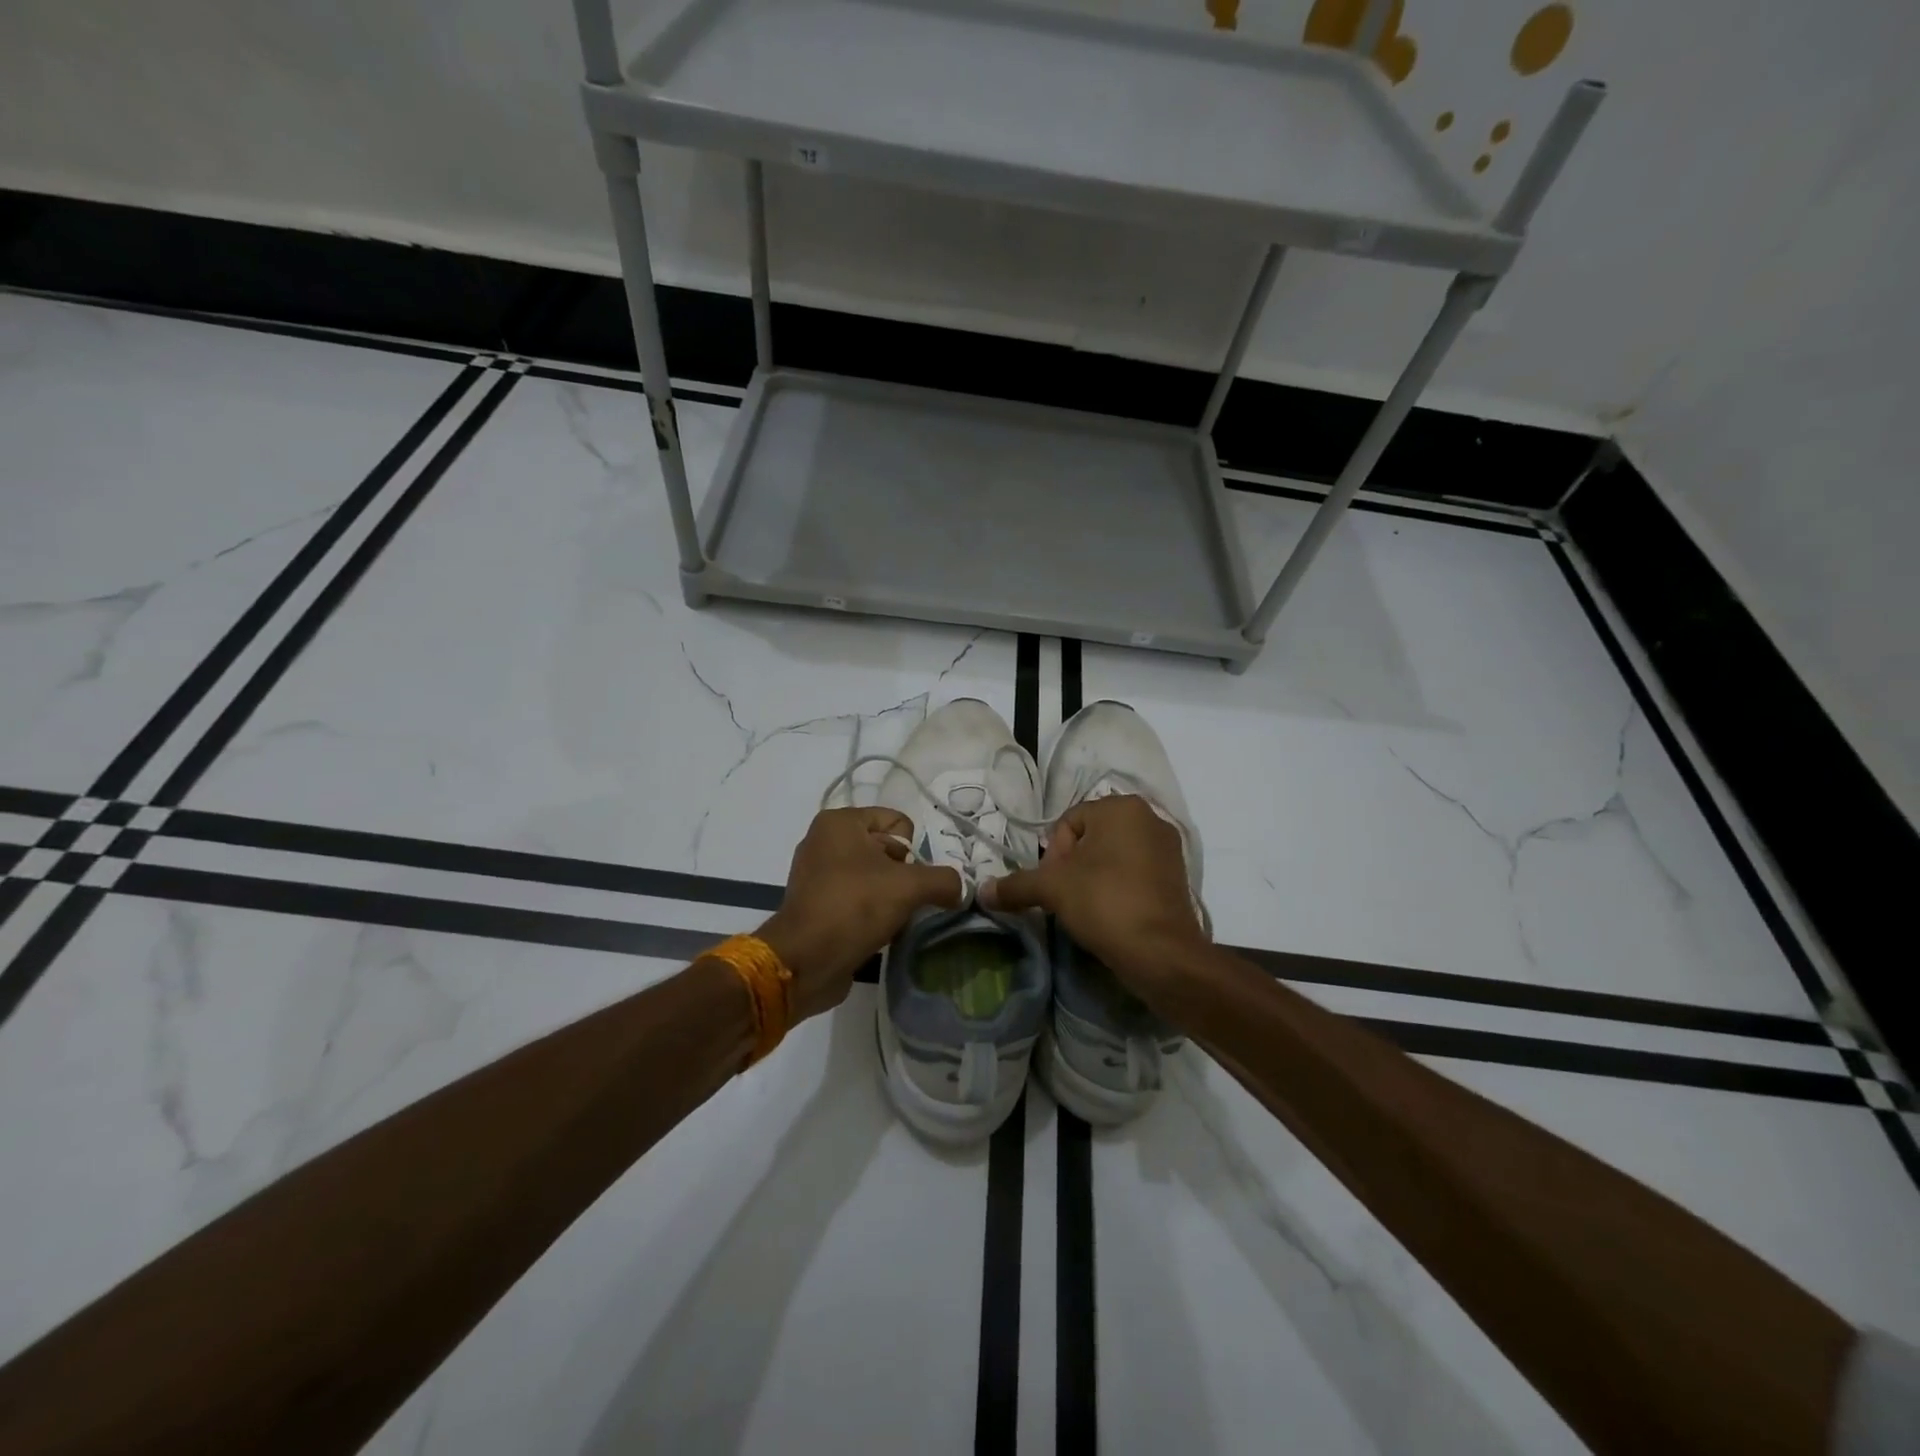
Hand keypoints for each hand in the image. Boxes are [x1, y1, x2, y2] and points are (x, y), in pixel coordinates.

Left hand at [758, 807, 962, 1020]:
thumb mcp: (909, 887)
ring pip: (875, 877)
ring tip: (893, 920)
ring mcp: (817, 874)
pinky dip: (872, 913)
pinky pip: (858, 899)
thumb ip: (944, 880)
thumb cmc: (854, 907)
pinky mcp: (816, 905)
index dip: (912, 852)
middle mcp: (824, 841)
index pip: (898, 822)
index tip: (906, 879)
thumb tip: (961, 890)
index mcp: (840, 822)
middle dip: (904, 876)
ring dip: (891, 898)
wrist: (804, 961)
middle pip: (888, 850)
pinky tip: (879, 932)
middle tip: (903, 901)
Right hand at [979, 795, 1206, 1002]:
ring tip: (1088, 908)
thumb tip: (982, 891)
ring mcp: (1169, 848)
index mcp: (1121, 807)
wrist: (1162, 953)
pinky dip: (1120, 888)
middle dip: (1074, 866)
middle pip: (1092, 837)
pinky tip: (1111, 913)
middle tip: (1068, 897)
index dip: (1053, 854)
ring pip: (1114, 856)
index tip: (1055, 885)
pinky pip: (1136, 873)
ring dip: (1095, 877)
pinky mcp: (1179, 876)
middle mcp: (1150, 817)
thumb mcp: (1052, 889)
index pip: (1068, 822)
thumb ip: (1015, 885)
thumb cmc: (1104, 903)